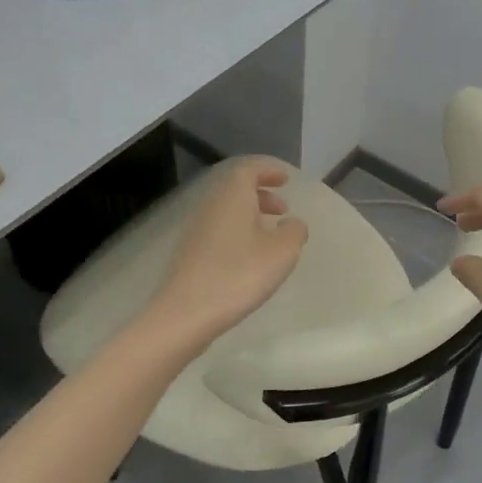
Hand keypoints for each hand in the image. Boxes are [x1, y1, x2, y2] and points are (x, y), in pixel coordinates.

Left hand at [149, 158, 307, 343]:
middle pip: (236, 189)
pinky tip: (249, 257)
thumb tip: (293, 223)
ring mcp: (196, 230)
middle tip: (282, 209)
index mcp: (232, 196)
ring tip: (270, 235)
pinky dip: (237, 233)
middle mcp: (211, 206)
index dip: (268, 171)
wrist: (186, 313)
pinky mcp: (190, 253)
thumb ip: (295, 231)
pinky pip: (219, 230)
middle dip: (261, 194)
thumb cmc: (239, 274)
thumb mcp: (282, 252)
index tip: (285, 179)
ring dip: (250, 215)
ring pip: (227, 211)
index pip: (249, 169)